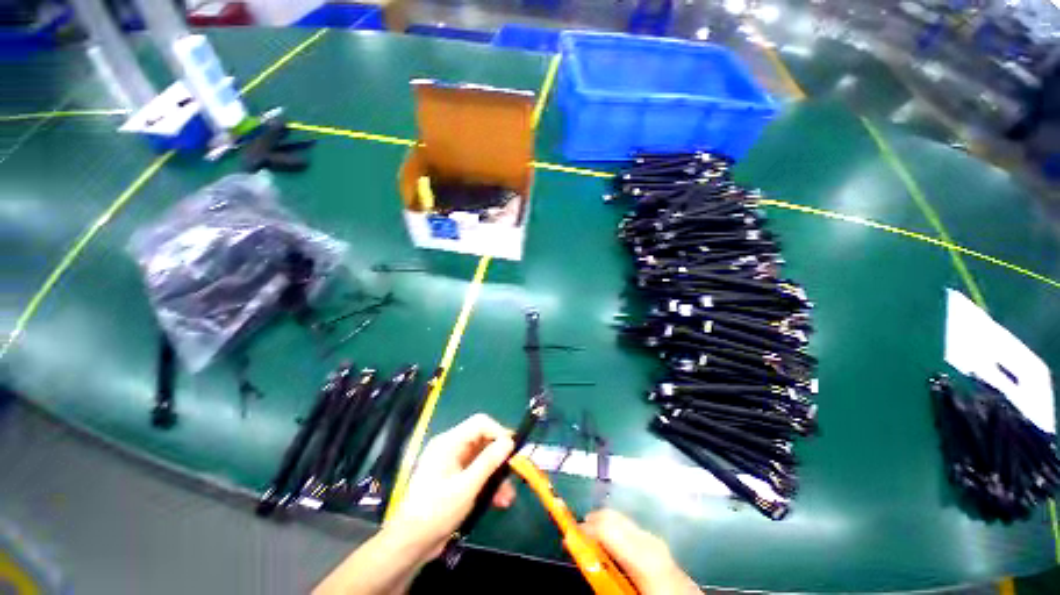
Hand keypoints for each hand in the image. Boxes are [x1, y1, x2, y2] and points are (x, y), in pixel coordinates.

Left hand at [384, 413, 515, 561]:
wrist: (410, 545)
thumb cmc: (436, 512)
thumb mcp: (466, 487)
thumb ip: (488, 462)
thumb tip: (509, 442)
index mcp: (449, 443)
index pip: (480, 424)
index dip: (499, 432)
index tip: (513, 449)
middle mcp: (451, 448)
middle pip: (483, 441)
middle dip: (500, 458)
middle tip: (515, 473)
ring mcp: (453, 463)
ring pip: (483, 459)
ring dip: (497, 475)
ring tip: (508, 497)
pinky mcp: (455, 479)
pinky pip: (477, 473)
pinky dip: (488, 484)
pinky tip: (499, 501)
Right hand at [582, 509, 700, 594]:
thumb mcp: (623, 592)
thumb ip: (603, 576)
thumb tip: (582, 558)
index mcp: (643, 557)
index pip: (606, 528)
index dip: (584, 529)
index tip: (568, 537)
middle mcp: (649, 541)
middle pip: (612, 517)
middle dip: (591, 522)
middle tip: (576, 539)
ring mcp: (656, 540)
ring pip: (621, 519)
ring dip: (603, 526)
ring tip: (592, 544)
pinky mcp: (659, 544)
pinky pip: (630, 529)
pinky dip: (615, 532)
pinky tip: (612, 549)